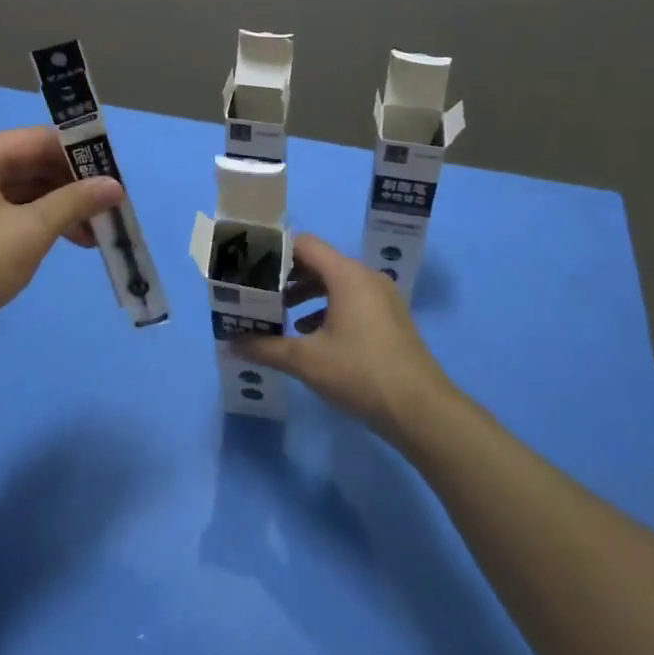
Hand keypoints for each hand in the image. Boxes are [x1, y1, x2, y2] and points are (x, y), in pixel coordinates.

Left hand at [0, 128, 123, 357]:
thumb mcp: (32, 230)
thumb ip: (75, 202)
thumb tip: (116, 185)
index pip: (40, 139)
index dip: (80, 155)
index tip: (114, 176)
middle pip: (32, 163)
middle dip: (72, 186)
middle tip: (108, 208)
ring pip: (23, 190)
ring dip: (59, 207)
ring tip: (94, 234)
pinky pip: (10, 210)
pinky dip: (38, 222)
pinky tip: (64, 240)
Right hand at [229, 233, 452, 440]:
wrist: (421, 410)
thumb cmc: (361, 374)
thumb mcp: (306, 361)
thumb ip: (266, 347)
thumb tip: (232, 342)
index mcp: (346, 275)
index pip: (304, 244)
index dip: (274, 250)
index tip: (249, 264)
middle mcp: (365, 277)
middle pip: (318, 261)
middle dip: (285, 275)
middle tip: (257, 290)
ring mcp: (381, 297)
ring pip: (334, 282)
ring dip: (305, 293)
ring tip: (278, 312)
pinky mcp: (389, 318)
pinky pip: (350, 299)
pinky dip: (326, 307)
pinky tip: (309, 334)